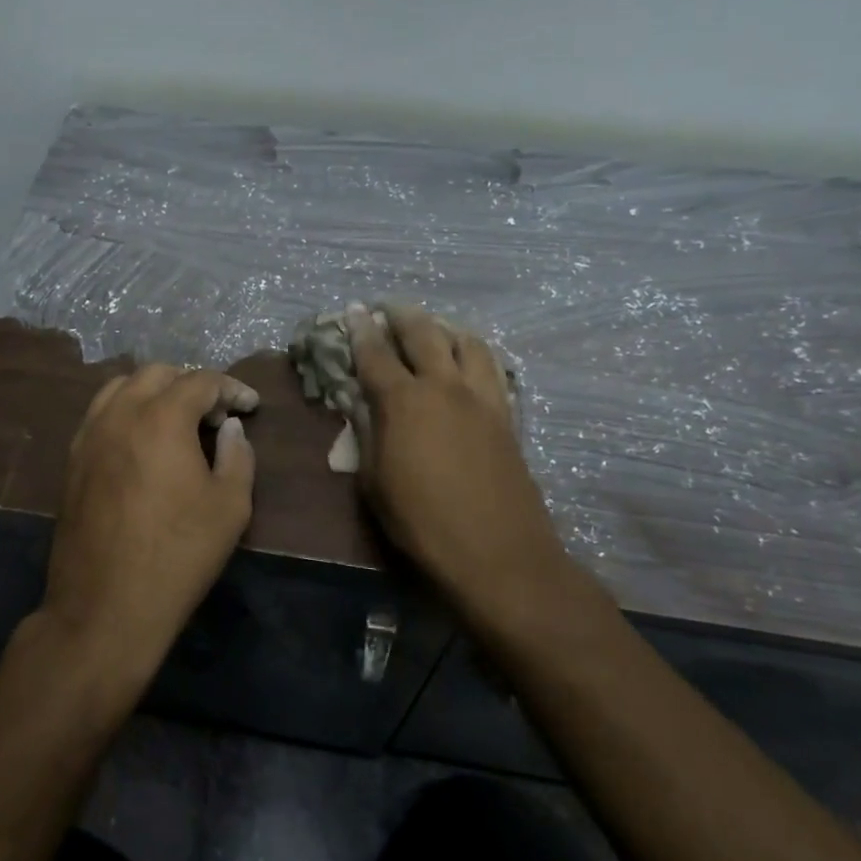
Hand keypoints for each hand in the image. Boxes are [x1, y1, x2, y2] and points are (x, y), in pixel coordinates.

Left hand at [41, 364, 259, 685]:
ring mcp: (89, 435)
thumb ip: (238, 455)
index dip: (231, 388)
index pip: (201, 381)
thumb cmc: (179, 555)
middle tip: (216, 414)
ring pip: (121, 387)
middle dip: (192, 384)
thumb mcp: (230, 506)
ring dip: (155, 391)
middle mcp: (120, 414)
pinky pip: (100, 414)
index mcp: (162, 418)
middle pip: (157, 373)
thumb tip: (230, 428)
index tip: (250, 406)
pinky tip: (143, 441)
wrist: (106, 607)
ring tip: (178, 420)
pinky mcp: (73, 460)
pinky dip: (127, 411)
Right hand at [349, 305, 573, 616]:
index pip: (375, 355)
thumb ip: (368, 437)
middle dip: (402, 315)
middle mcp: (444, 387)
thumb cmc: (422, 524)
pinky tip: (471, 362)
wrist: (496, 553)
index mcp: (403, 402)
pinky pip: (493, 369)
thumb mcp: (375, 483)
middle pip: (423, 334)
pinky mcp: (507, 416)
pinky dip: (476, 355)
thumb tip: (363, 407)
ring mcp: (482, 399)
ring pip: (468, 342)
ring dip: (446, 328)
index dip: (360, 330)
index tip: (354, 311)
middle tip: (389, 306)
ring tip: (435, 328)